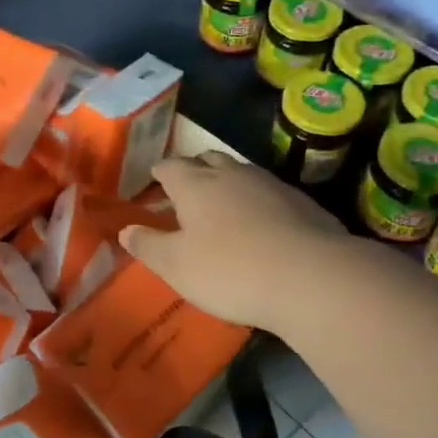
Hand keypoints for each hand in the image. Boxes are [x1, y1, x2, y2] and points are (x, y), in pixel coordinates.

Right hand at [119, 151, 345, 329]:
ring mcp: (271, 185)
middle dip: (194, 170)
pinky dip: (257, 202)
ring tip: (223, 206)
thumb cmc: (230, 270)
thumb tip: (125, 229)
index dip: (160, 172)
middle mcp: (232, 174)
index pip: (170, 167)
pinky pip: (269, 193)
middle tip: (186, 189)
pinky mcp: (302, 202)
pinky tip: (261, 225)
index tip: (155, 179)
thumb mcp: (176, 266)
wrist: (312, 278)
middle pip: (207, 159)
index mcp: (195, 185)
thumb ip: (148, 245)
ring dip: (228, 183)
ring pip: (241, 173)